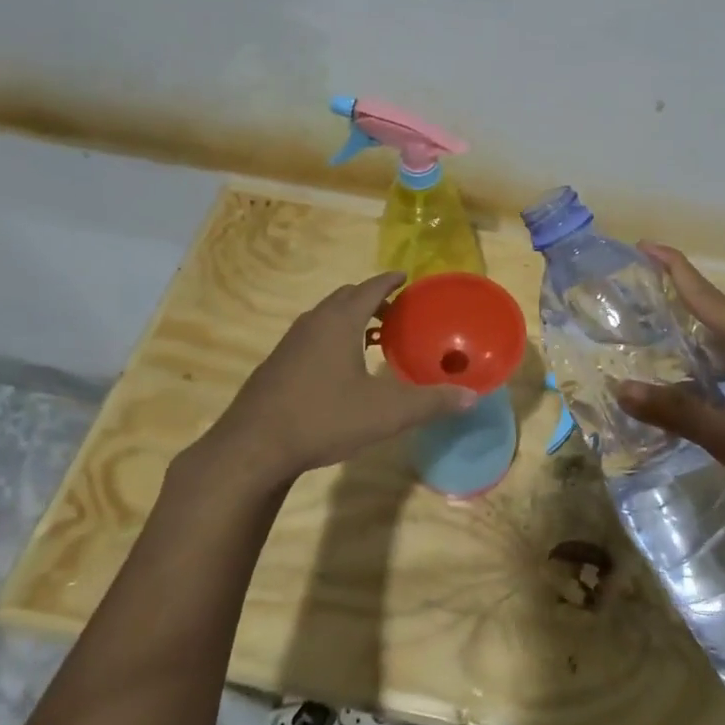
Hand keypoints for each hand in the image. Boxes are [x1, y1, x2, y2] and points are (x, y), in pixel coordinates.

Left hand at [196, 272, 476, 487]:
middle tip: (396, 310)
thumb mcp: (385, 413)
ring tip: (372, 337)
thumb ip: (430, 402)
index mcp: (339, 322)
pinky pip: (311, 337)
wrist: (253, 448)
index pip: (370, 288)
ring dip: (350, 318)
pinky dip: (332, 337)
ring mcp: (289, 344)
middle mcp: (312, 323)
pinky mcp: (276, 365)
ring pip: (325, 317)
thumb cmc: (323, 419)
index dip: (390, 280)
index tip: (406, 276)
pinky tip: (340, 368)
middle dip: (371, 298)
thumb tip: (471, 396)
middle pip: (345, 297)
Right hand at [615, 244, 724, 511]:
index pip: (705, 294)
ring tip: (655, 334)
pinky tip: (694, 379)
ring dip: (693, 332)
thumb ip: (677, 413)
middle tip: (636, 295)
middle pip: (715, 309)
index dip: (673, 267)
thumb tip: (622, 389)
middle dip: (677, 297)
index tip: (643, 245)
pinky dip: (710, 359)